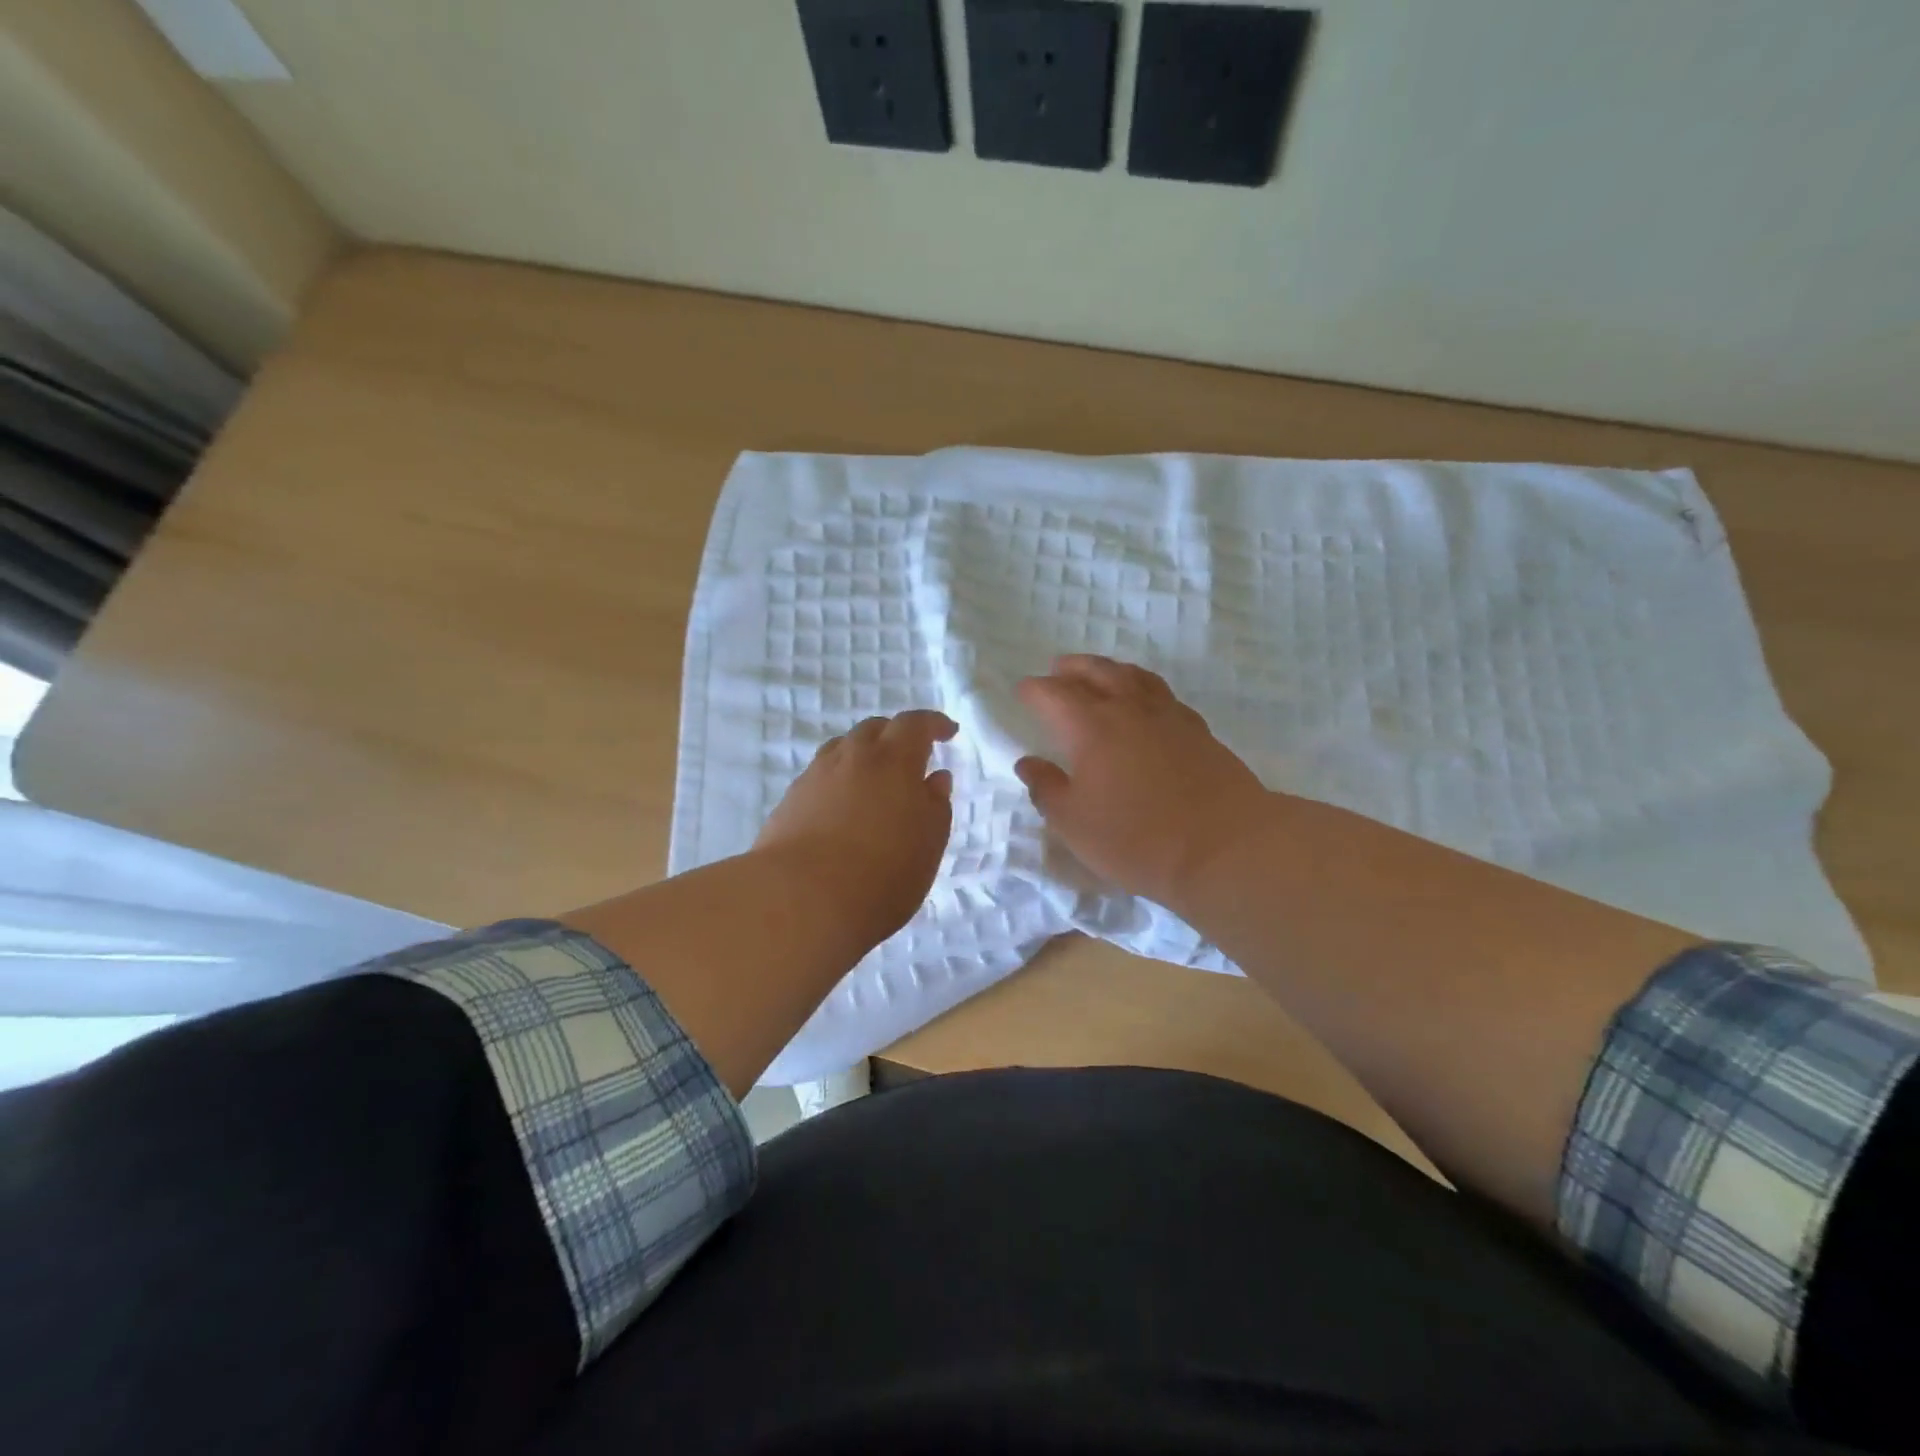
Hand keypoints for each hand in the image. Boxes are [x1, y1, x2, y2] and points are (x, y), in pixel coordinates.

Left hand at [755, 710, 958, 945]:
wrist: (800, 899)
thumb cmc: (882, 873)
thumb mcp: (928, 843)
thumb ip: (935, 805)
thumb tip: (935, 777)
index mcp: (893, 760)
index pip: (915, 724)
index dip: (933, 723)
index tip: (948, 731)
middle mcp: (852, 757)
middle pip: (874, 729)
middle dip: (895, 735)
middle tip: (910, 755)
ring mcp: (815, 776)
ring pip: (842, 749)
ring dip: (863, 755)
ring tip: (874, 780)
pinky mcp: (790, 801)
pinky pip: (820, 776)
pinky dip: (838, 780)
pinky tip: (842, 807)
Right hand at [1015, 656, 1270, 908]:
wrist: (1225, 846)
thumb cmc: (1137, 838)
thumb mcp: (1074, 823)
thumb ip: (1047, 789)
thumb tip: (1029, 762)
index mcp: (1091, 727)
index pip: (1054, 695)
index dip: (1034, 690)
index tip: (1022, 690)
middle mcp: (1128, 709)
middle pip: (1096, 672)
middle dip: (1072, 668)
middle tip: (1058, 669)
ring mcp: (1168, 716)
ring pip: (1134, 676)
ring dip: (1110, 669)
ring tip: (1100, 674)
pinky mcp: (1198, 730)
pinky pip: (1163, 694)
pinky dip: (1144, 688)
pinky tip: (1146, 703)